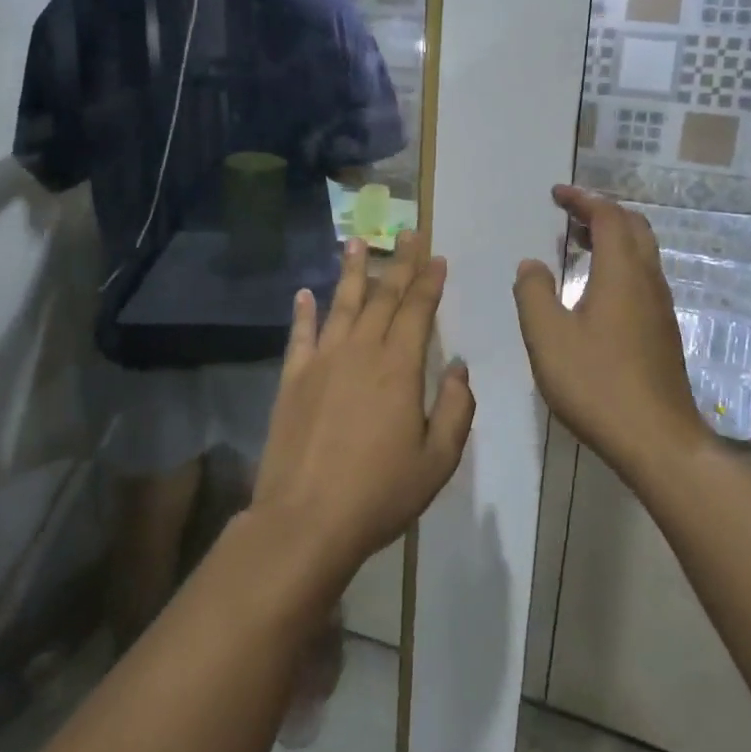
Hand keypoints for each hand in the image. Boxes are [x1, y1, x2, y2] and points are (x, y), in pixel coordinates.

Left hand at [251, 233, 475, 580]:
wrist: (306, 519)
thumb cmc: (380, 493)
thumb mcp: (437, 460)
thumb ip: (455, 408)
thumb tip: (458, 367)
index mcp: (399, 367)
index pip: (418, 310)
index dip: (429, 282)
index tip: (437, 258)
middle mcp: (360, 351)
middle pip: (382, 297)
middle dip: (399, 262)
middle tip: (408, 233)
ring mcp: (322, 361)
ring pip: (340, 304)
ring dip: (351, 271)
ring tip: (356, 241)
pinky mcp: (292, 379)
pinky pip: (300, 335)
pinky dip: (303, 312)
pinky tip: (304, 293)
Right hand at [512, 187, 703, 476]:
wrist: (657, 439)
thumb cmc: (597, 383)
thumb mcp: (547, 337)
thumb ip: (533, 293)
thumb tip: (532, 264)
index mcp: (621, 273)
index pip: (608, 216)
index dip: (582, 200)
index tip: (557, 194)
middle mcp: (648, 281)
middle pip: (633, 228)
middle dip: (601, 212)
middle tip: (569, 214)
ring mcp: (660, 307)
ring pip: (642, 254)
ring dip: (612, 238)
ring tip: (578, 245)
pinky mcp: (663, 332)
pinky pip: (642, 278)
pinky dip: (618, 265)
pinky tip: (596, 290)